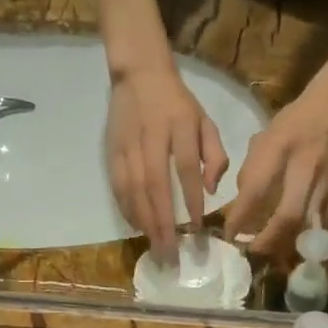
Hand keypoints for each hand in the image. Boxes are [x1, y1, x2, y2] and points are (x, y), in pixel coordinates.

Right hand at [106, 64, 227, 260]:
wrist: (138, 74)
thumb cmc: (177, 103)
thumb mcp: (205, 119)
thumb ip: (215, 153)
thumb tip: (212, 189)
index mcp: (180, 126)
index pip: (186, 167)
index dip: (191, 198)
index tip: (196, 226)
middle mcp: (151, 137)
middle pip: (156, 185)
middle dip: (163, 222)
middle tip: (170, 252)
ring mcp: (128, 145)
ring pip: (134, 189)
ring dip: (144, 222)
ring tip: (154, 246)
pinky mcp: (112, 152)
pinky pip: (119, 186)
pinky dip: (128, 210)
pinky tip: (137, 228)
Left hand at [224, 77, 327, 256]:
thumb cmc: (299, 118)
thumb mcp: (268, 135)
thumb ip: (253, 169)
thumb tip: (243, 204)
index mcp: (281, 147)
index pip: (255, 191)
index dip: (239, 217)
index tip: (228, 235)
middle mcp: (305, 167)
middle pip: (287, 216)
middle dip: (267, 240)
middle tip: (252, 252)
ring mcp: (327, 182)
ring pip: (306, 226)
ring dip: (287, 244)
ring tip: (271, 256)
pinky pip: (321, 223)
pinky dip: (305, 236)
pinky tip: (293, 243)